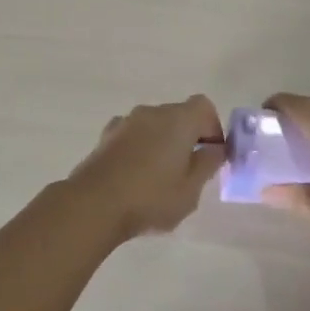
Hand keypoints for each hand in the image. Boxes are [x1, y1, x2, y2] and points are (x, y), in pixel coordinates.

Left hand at [66, 96, 226, 239]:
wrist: (94, 204)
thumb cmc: (151, 197)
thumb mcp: (191, 190)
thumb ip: (207, 164)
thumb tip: (215, 148)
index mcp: (178, 119)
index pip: (204, 106)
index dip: (213, 127)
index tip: (212, 154)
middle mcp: (152, 112)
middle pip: (178, 115)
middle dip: (188, 137)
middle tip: (189, 171)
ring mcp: (126, 122)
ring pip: (154, 126)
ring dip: (162, 143)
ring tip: (160, 178)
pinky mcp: (106, 136)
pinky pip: (133, 136)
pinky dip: (140, 148)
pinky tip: (135, 176)